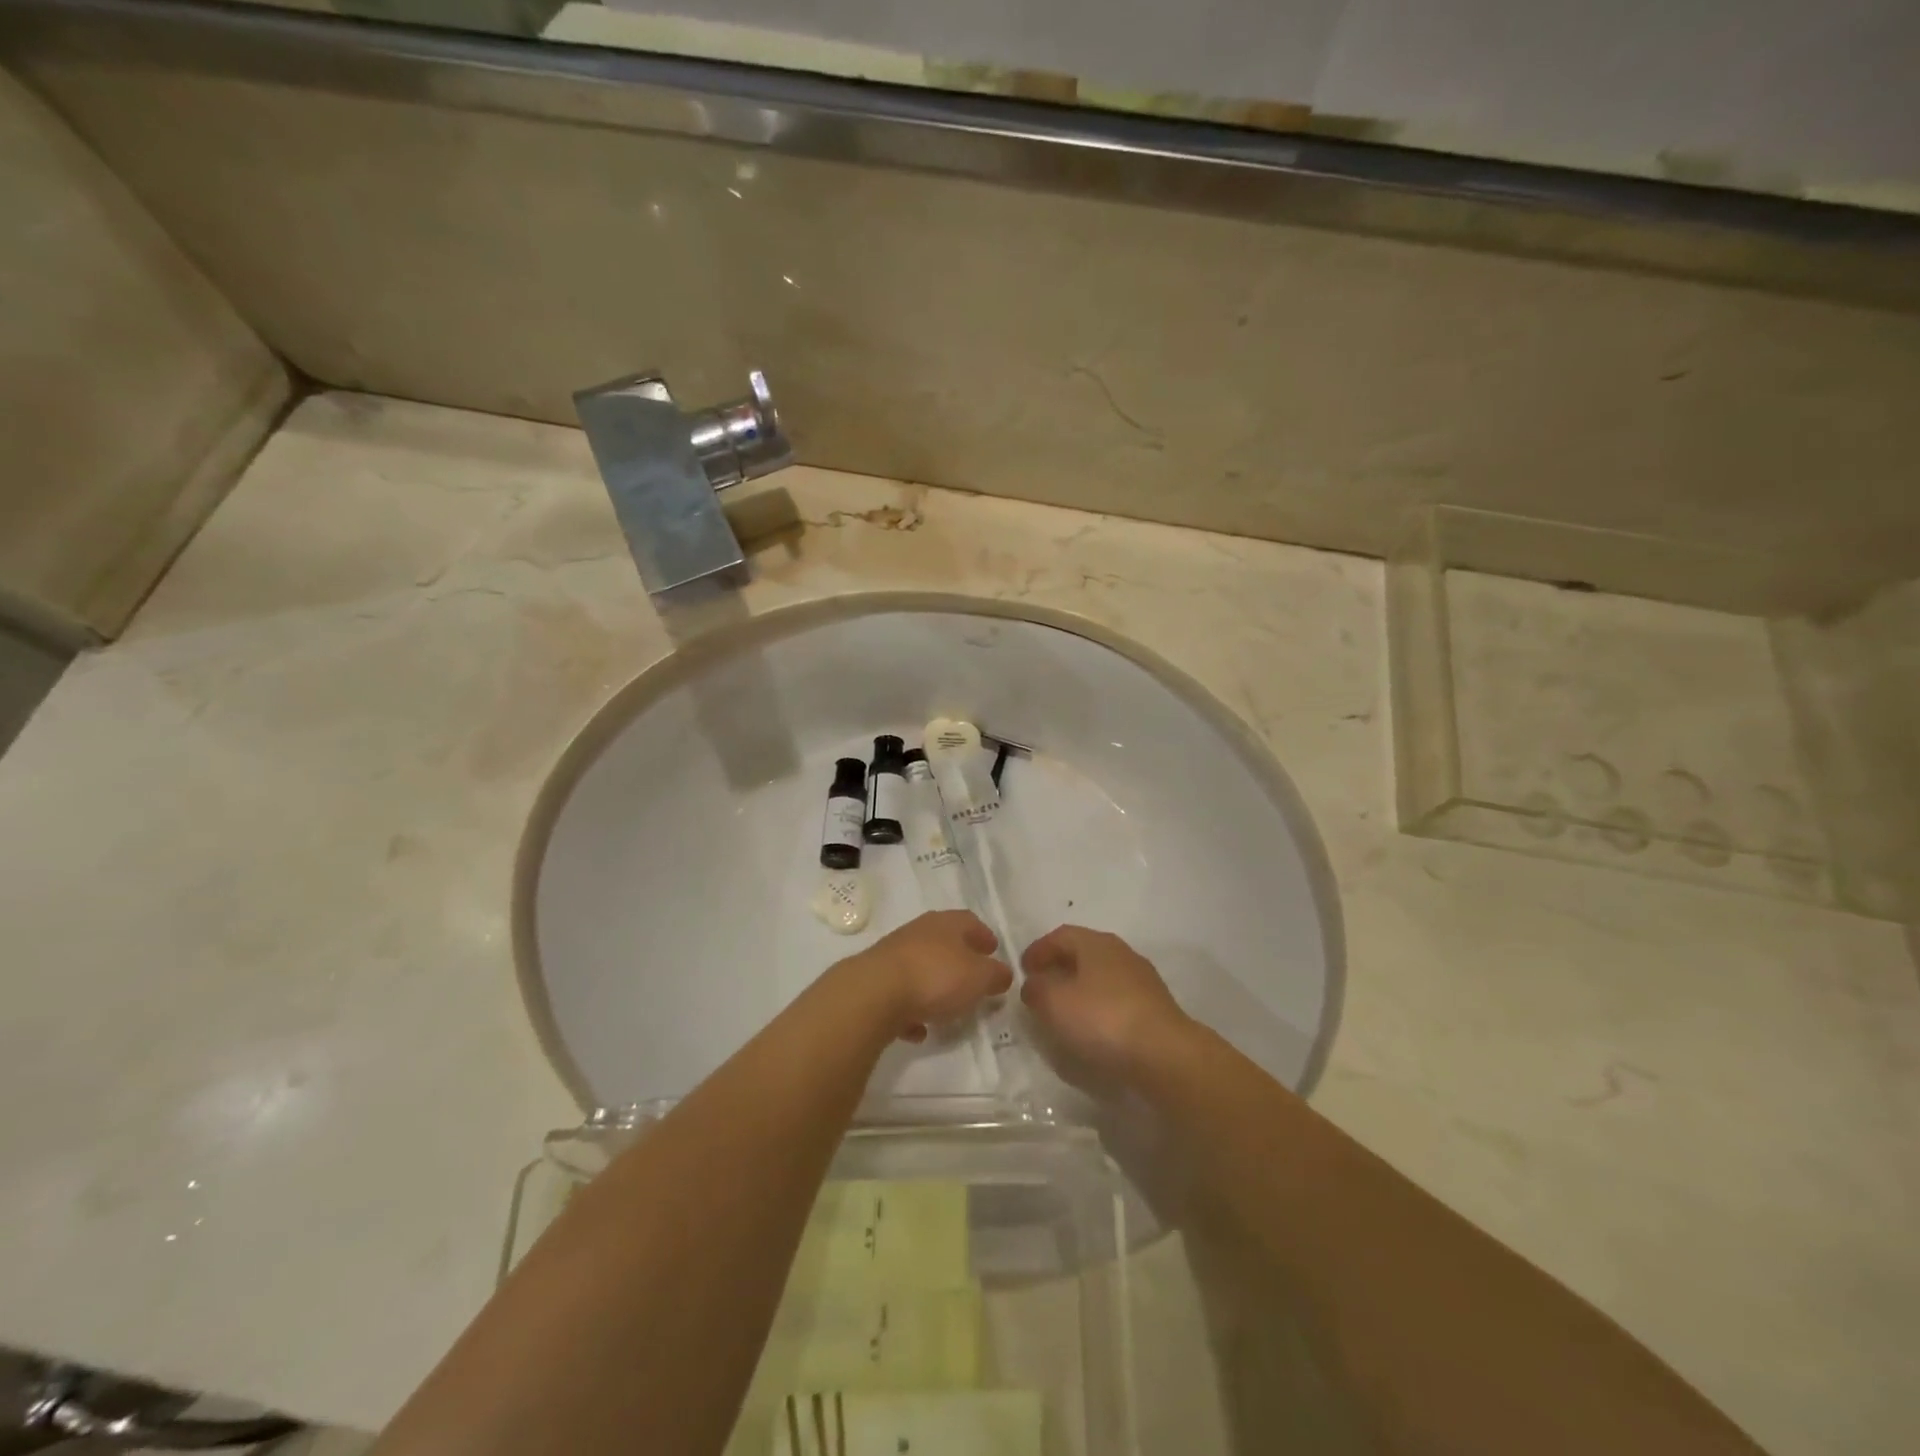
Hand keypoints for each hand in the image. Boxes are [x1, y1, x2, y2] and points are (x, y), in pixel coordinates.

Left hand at [839, 911, 1013, 1042]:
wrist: (874, 993)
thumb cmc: (935, 977)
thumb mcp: (979, 977)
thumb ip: (995, 975)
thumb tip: (1002, 973)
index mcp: (946, 924)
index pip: (970, 921)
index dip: (984, 935)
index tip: (993, 950)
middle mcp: (918, 932)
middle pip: (943, 941)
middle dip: (959, 959)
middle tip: (973, 979)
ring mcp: (893, 955)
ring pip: (920, 966)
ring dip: (933, 984)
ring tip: (947, 1007)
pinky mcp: (874, 982)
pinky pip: (900, 995)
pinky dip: (911, 1010)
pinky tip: (918, 1030)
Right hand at [1020, 925, 1195, 1084]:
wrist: (1165, 1055)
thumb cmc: (1103, 1019)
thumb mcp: (1055, 1004)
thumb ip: (1037, 990)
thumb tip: (1034, 984)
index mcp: (1096, 942)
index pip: (1060, 935)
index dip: (1038, 950)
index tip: (1023, 969)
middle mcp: (1121, 953)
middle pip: (1083, 953)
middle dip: (1059, 967)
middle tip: (1040, 988)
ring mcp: (1142, 979)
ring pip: (1101, 976)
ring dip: (1080, 988)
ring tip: (1063, 1011)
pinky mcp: (1155, 1007)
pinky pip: (1117, 998)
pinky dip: (1098, 1006)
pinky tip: (1092, 1028)